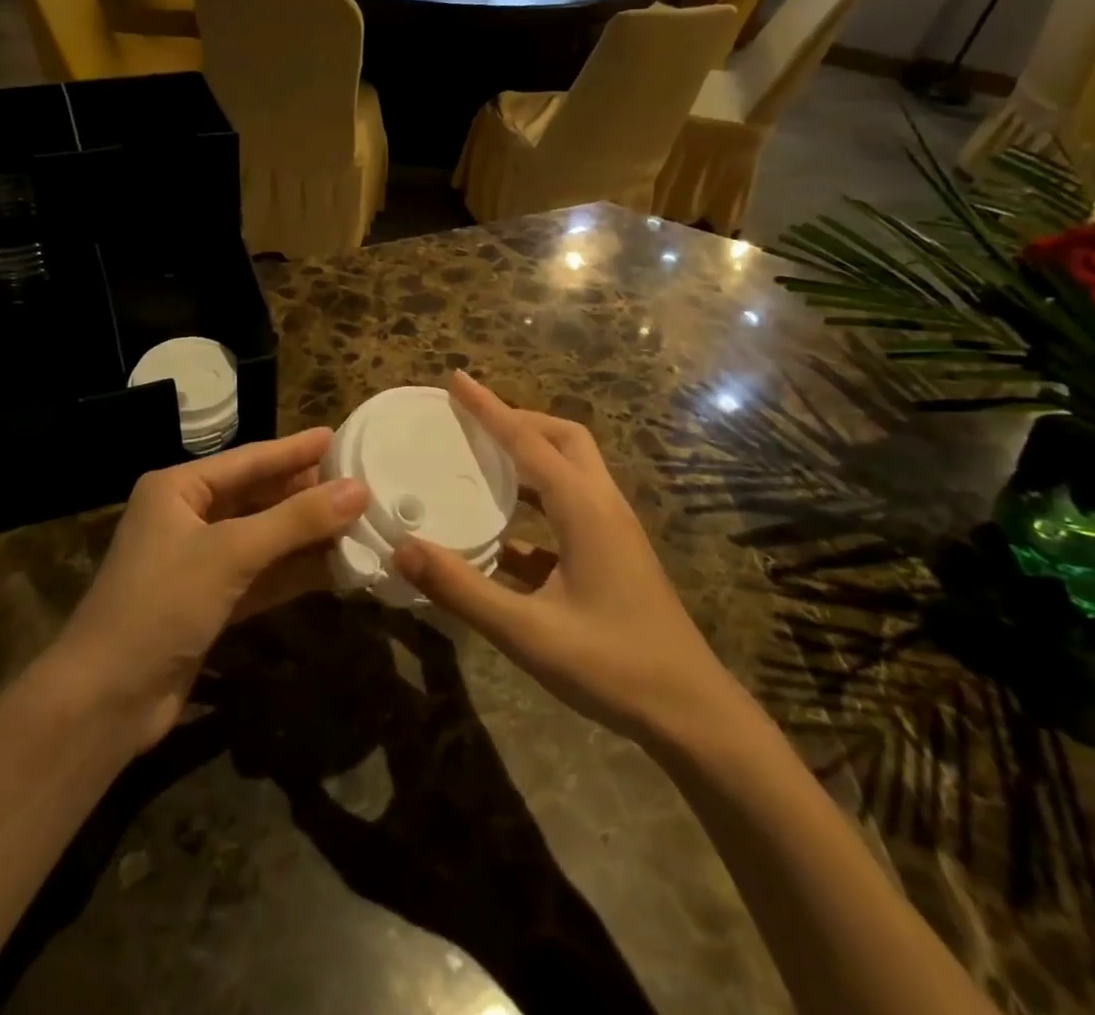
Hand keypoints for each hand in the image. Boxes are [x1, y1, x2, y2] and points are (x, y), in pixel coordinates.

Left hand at [55, 427, 369, 750]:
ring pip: (263, 539)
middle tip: (358, 483)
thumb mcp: (231, 553)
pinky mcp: (209, 603)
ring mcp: (198, 563)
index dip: (294, 450)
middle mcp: (187, 518)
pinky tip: (335, 568)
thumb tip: (359, 489)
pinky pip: (260, 576)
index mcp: (178, 490)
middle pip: (257, 497)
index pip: (248, 460)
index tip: (336, 437)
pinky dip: (294, 572)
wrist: (104, 701)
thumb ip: (296, 520)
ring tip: (358, 522)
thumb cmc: (161, 604)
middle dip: (305, 494)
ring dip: (306, 535)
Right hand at [394, 371, 742, 745]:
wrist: (691, 715)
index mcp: (584, 508)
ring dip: (528, 459)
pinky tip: (500, 537)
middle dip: (518, 421)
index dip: (489, 408)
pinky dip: (534, 506)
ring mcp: (611, 532)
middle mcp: (601, 506)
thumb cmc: (612, 665)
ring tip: (481, 462)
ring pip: (569, 472)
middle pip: (562, 439)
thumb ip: (462, 588)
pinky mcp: (612, 557)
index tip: (456, 379)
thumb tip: (403, 547)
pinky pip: (568, 512)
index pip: (527, 441)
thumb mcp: (527, 632)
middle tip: (473, 422)